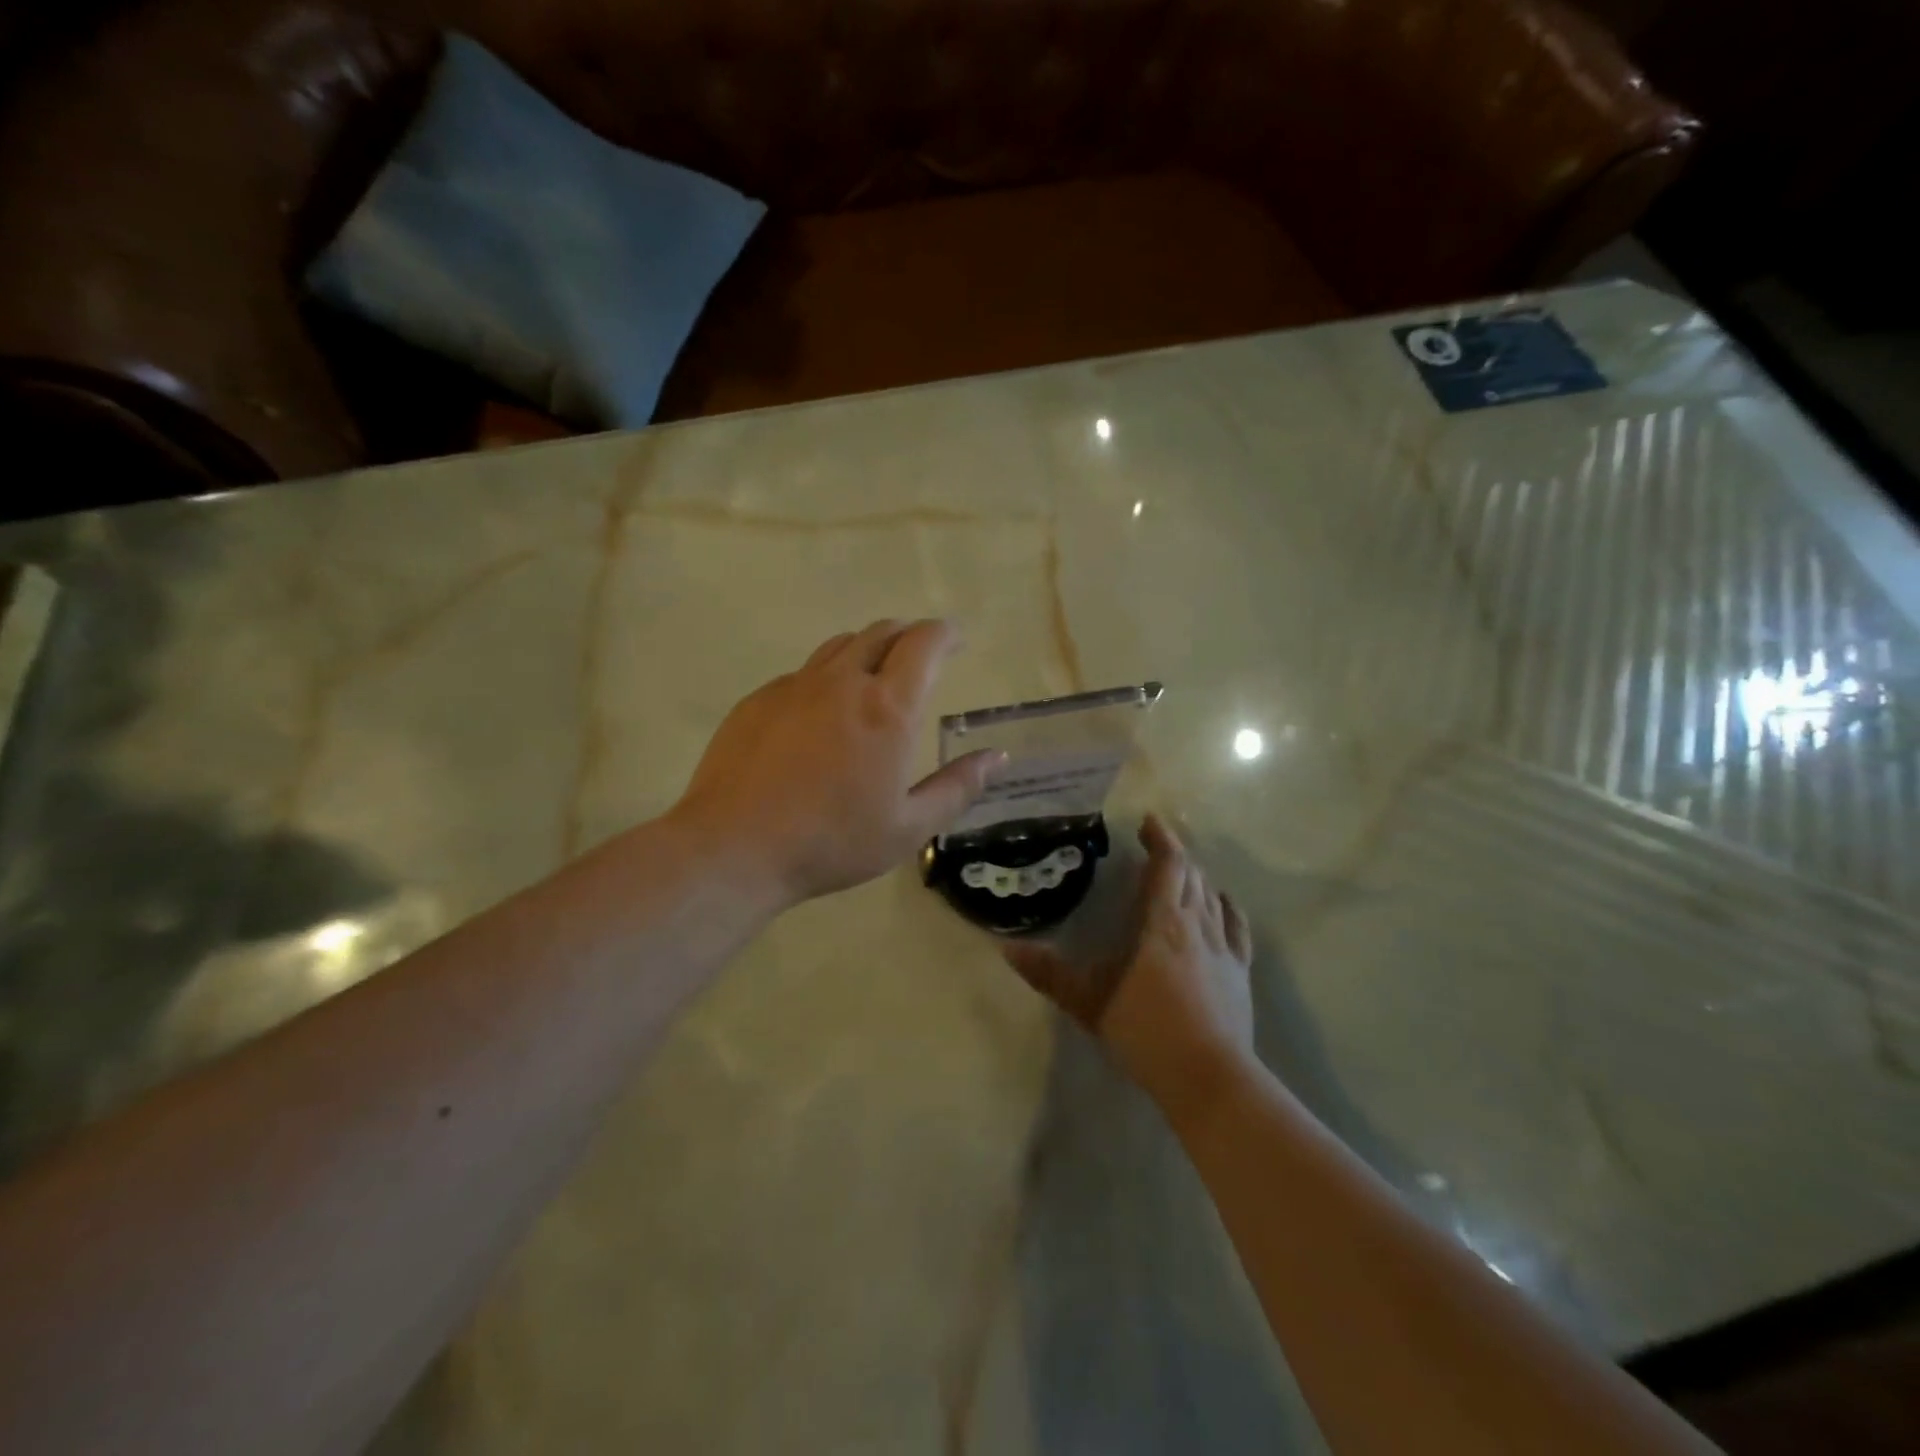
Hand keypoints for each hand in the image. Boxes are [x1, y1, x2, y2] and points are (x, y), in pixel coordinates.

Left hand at [670, 619, 1001, 906]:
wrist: (735, 847)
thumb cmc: (832, 841)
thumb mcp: (909, 827)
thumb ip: (958, 787)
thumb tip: (996, 757)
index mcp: (888, 708)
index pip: (924, 643)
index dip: (945, 634)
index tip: (956, 641)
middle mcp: (843, 682)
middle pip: (881, 632)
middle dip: (909, 635)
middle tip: (921, 654)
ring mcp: (795, 686)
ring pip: (839, 646)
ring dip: (867, 649)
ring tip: (875, 674)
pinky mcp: (758, 699)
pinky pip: (803, 674)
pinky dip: (826, 679)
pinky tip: (820, 715)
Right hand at [1004, 814, 1254, 1111]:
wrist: (1208, 1077)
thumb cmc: (1145, 1031)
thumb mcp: (1088, 1001)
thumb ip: (1049, 973)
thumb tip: (1007, 948)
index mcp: (1161, 923)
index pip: (1168, 865)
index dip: (1160, 839)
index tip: (1148, 821)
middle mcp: (1196, 924)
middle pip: (1191, 875)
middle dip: (1174, 854)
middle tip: (1155, 846)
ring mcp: (1223, 947)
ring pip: (1212, 895)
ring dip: (1196, 877)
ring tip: (1180, 872)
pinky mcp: (1240, 971)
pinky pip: (1236, 926)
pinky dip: (1226, 906)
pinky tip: (1221, 903)